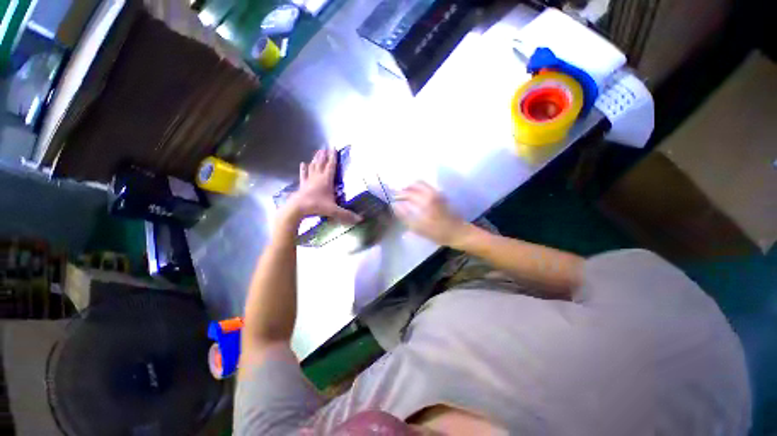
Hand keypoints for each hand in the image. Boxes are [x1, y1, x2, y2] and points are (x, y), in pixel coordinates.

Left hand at [283, 149, 360, 224]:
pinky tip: (303, 164)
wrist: (297, 209)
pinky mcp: (302, 185)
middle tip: (325, 147)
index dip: (333, 157)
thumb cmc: (316, 206)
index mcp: (326, 180)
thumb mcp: (334, 211)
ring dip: (315, 159)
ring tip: (317, 152)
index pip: (331, 166)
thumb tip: (360, 219)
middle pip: (321, 163)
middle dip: (324, 155)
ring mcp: (309, 180)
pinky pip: (303, 174)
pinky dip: (304, 169)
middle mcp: (318, 177)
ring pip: (313, 166)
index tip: (333, 147)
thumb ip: (347, 214)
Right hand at [393, 182, 467, 246]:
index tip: (393, 198)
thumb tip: (395, 205)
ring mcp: (438, 193)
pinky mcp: (442, 196)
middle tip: (399, 195)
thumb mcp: (418, 227)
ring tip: (406, 196)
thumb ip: (405, 215)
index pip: (408, 192)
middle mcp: (432, 192)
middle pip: (416, 183)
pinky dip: (420, 189)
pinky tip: (416, 198)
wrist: (458, 233)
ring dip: (413, 187)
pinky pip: (428, 187)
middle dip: (406, 188)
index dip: (399, 194)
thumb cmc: (438, 232)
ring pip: (423, 184)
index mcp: (425, 200)